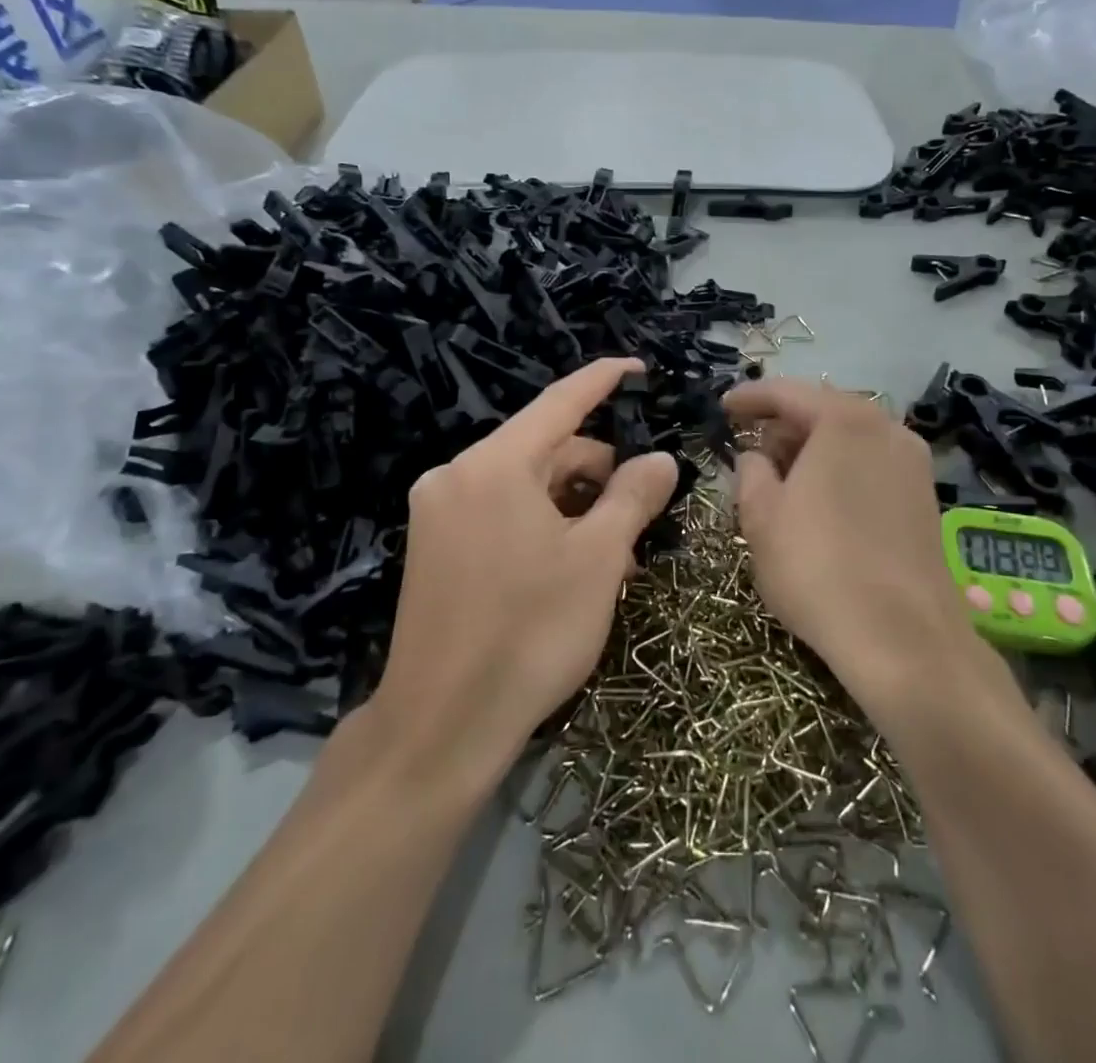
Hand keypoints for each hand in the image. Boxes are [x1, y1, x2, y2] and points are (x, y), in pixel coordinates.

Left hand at [364, 359, 677, 787]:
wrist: (440, 728)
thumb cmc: (530, 635)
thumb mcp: (598, 560)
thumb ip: (634, 496)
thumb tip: (661, 458)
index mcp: (495, 465)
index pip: (560, 402)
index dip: (601, 380)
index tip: (635, 367)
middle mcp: (457, 474)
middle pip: (545, 450)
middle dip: (597, 474)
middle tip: (638, 523)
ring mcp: (439, 512)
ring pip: (526, 485)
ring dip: (574, 507)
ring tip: (611, 558)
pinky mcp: (433, 546)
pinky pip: (501, 512)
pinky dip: (541, 525)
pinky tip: (569, 568)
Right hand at [726, 379, 1014, 712]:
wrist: (903, 638)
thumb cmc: (817, 567)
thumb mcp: (761, 516)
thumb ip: (750, 472)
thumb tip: (756, 458)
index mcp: (845, 421)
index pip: (788, 393)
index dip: (750, 398)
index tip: (723, 407)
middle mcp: (887, 430)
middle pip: (824, 412)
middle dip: (783, 427)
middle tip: (750, 450)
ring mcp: (914, 464)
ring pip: (850, 441)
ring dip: (812, 451)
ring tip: (781, 480)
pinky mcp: (925, 500)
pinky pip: (871, 466)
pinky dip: (840, 471)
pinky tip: (819, 503)